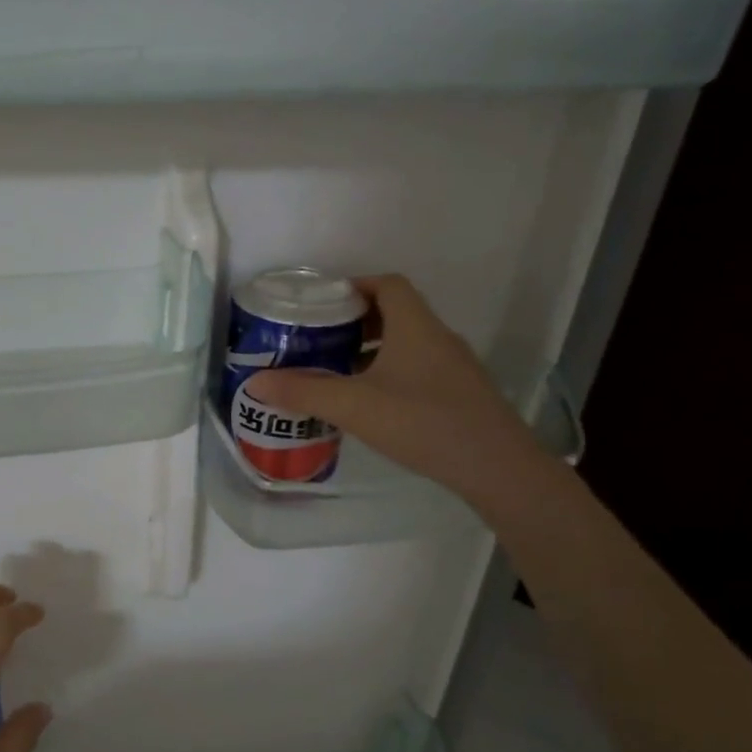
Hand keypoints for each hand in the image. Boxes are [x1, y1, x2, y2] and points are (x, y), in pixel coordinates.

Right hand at [247, 274, 542, 499]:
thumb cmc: (422, 422)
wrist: (495, 466)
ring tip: (340, 373)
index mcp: (415, 326)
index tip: (325, 303)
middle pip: (397, 313)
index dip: (356, 285)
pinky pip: (420, 370)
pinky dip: (392, 374)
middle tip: (323, 340)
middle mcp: (438, 337)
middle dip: (357, 321)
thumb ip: (303, 391)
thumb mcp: (354, 405)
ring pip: (408, 344)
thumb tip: (255, 382)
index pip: (388, 285)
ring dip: (374, 350)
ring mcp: (455, 368)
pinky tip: (374, 405)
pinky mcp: (461, 395)